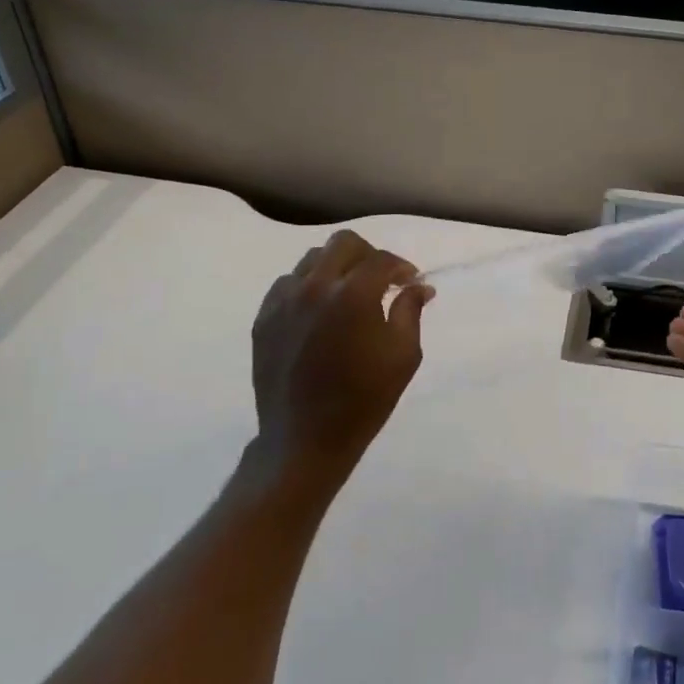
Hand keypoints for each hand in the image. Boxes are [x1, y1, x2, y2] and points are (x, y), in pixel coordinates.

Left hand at [250, 230, 433, 477]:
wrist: (304, 440)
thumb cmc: (364, 400)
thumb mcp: (403, 356)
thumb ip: (410, 311)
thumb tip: (419, 286)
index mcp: (353, 295)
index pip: (381, 260)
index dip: (401, 266)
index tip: (409, 281)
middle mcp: (315, 287)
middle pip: (343, 243)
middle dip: (368, 255)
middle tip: (380, 279)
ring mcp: (284, 301)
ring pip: (312, 259)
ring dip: (336, 267)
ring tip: (347, 293)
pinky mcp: (263, 318)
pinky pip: (288, 283)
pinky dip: (308, 286)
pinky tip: (318, 310)